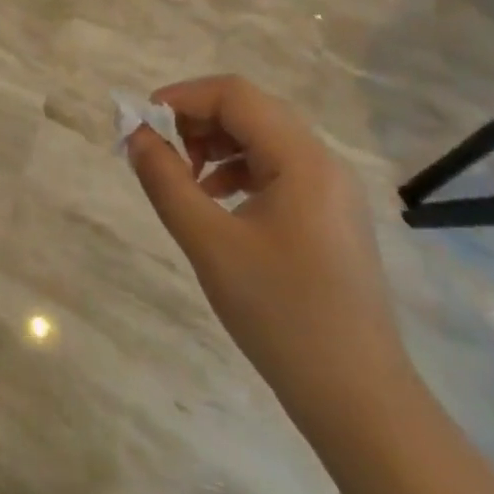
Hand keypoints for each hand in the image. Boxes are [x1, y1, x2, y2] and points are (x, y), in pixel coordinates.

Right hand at [125, 76, 413, 436]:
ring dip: (215, 145)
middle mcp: (323, 162)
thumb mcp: (209, 244)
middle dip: (196, 120)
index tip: (140, 122)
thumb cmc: (282, 314)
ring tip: (183, 180)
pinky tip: (214, 203)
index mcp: (303, 159)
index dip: (181, 97)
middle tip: (158, 152)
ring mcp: (331, 190)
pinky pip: (275, 170)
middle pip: (250, 110)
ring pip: (262, 139)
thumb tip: (135, 136)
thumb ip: (166, 181)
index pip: (235, 95)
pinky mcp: (328, 216)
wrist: (358, 398)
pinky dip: (236, 171)